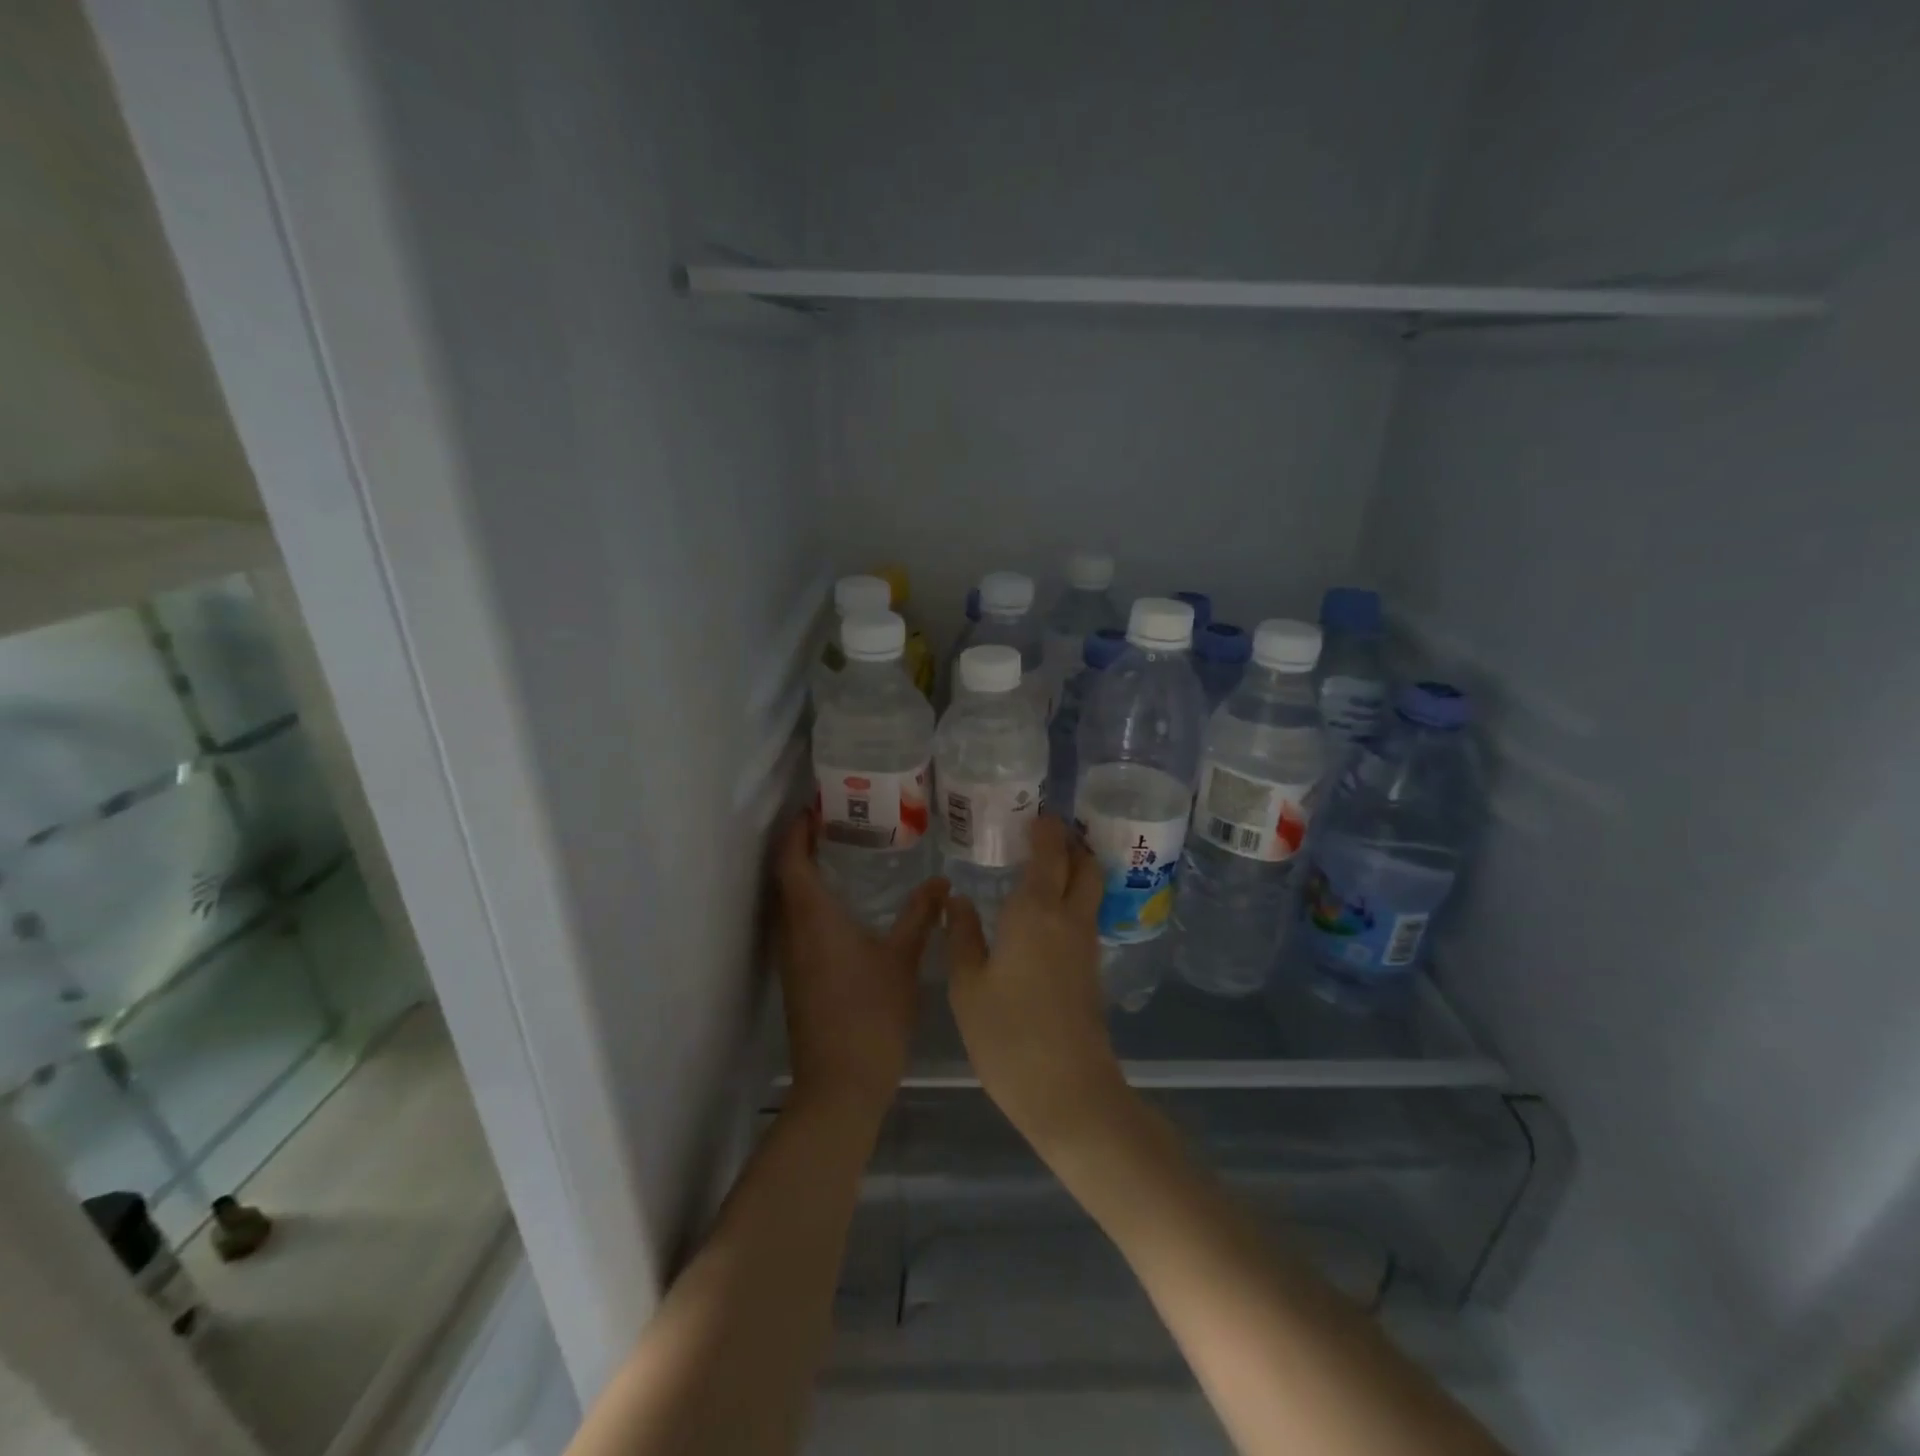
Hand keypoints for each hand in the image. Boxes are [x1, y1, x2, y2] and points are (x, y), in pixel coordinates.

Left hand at [773, 814, 945, 1121]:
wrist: (840, 1084)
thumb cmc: (872, 1013)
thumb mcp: (903, 959)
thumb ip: (921, 916)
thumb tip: (941, 882)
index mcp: (812, 917)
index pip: (791, 860)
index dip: (796, 830)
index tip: (815, 807)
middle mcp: (792, 931)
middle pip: (784, 877)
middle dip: (801, 846)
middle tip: (835, 823)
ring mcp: (790, 958)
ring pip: (788, 903)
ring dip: (804, 875)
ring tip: (841, 855)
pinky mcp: (796, 978)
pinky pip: (796, 925)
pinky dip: (811, 903)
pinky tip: (842, 907)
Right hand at [944, 816, 1131, 1155]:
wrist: (1068, 1092)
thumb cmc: (1008, 1035)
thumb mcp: (967, 986)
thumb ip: (962, 936)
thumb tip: (958, 899)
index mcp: (1035, 911)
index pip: (1049, 852)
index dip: (1046, 828)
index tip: (1034, 813)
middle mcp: (1069, 918)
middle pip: (1085, 865)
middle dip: (1070, 843)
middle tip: (1043, 835)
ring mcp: (1086, 945)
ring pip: (1090, 890)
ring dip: (1074, 869)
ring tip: (1041, 867)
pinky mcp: (1091, 970)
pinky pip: (1085, 916)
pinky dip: (1072, 899)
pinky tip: (1044, 914)